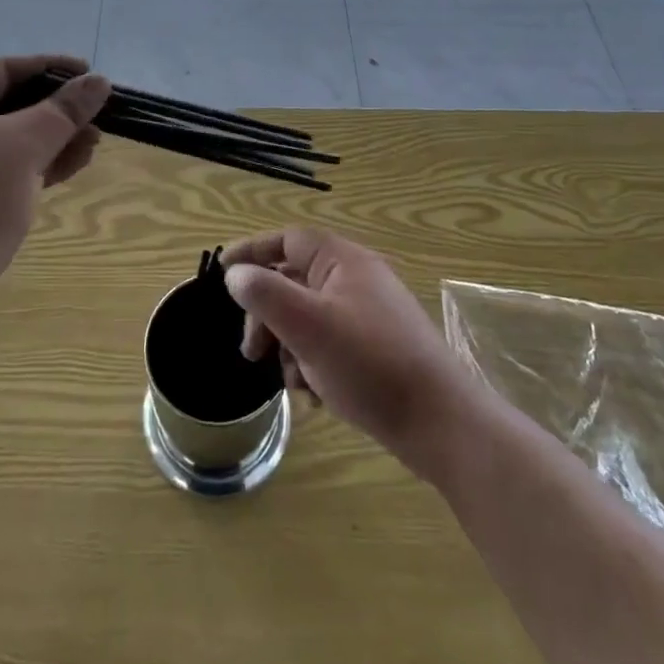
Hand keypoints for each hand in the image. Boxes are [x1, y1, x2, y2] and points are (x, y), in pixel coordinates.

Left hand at [0, 55, 109, 329]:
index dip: (50, 69)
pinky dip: (24, 169)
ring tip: (90, 149)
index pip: (2, 70)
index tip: (89, 75)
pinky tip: (62, 173)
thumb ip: (64, 111)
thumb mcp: (26, 148)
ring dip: (46, 143)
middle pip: (2, 107)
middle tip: (95, 121)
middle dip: (54, 115)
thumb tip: (98, 81)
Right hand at [223, 228, 484, 480]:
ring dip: (289, 347)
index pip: (288, 240)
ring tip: (293, 383)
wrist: (442, 423)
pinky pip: (330, 344)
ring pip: (309, 318)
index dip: (253, 251)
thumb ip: (266, 294)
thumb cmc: (370, 364)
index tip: (222, 272)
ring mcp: (369, 315)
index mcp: (343, 261)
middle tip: (251, 352)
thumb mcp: (308, 326)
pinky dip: (314, 365)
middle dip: (267, 316)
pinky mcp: (377, 349)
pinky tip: (317, 397)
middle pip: (294, 282)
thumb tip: (236, 275)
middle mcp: (357, 279)